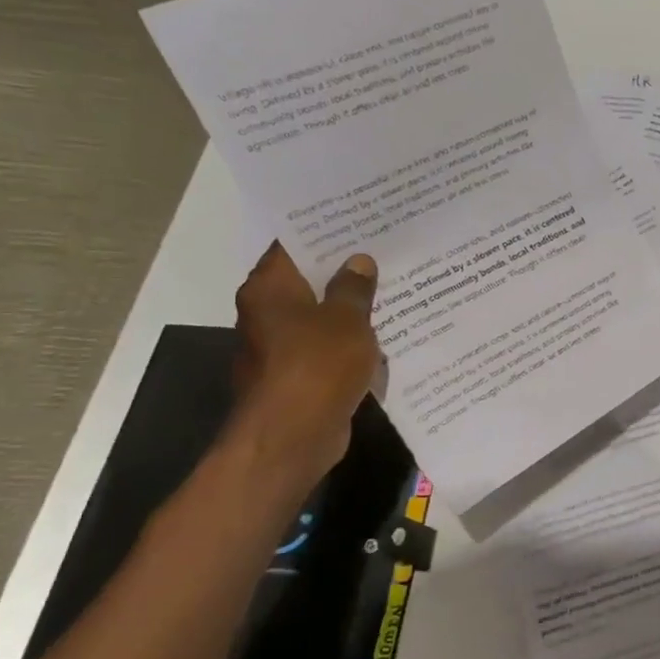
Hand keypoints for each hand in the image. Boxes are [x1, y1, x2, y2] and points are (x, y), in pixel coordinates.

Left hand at [232, 243, 381, 479]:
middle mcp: (265, 313)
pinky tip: (384, 339)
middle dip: (343, 272)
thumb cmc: (317, 366)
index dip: (324, 234)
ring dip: (349, 310)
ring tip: (394, 293)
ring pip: (319, 317)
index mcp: (269, 288)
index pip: (292, 246)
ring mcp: (279, 347)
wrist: (293, 435)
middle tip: (385, 254)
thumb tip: (359, 261)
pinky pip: (327, 349)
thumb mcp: (347, 320)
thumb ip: (355, 289)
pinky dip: (350, 343)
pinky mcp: (297, 376)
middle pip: (306, 282)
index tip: (357, 223)